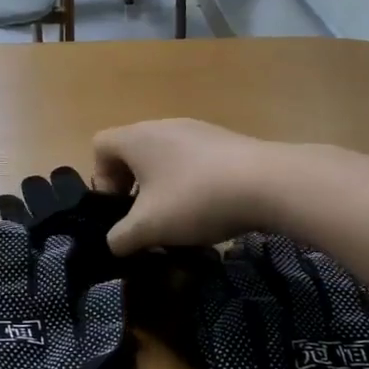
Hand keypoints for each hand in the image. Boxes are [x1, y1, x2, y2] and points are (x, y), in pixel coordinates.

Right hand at [91, 119, 276, 254]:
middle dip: (132, 189)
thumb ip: (121, 238)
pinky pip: (193, 162)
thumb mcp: (149, 228)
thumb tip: (115, 243)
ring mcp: (198, 131)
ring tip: (178, 221)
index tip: (119, 208)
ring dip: (162, 189)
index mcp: (137, 138)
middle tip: (145, 220)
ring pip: (165, 159)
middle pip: (133, 153)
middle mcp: (164, 126)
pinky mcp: (226, 143)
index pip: (100, 146)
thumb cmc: (194, 200)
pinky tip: (209, 211)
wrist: (269, 184)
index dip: (100, 179)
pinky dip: (191, 185)